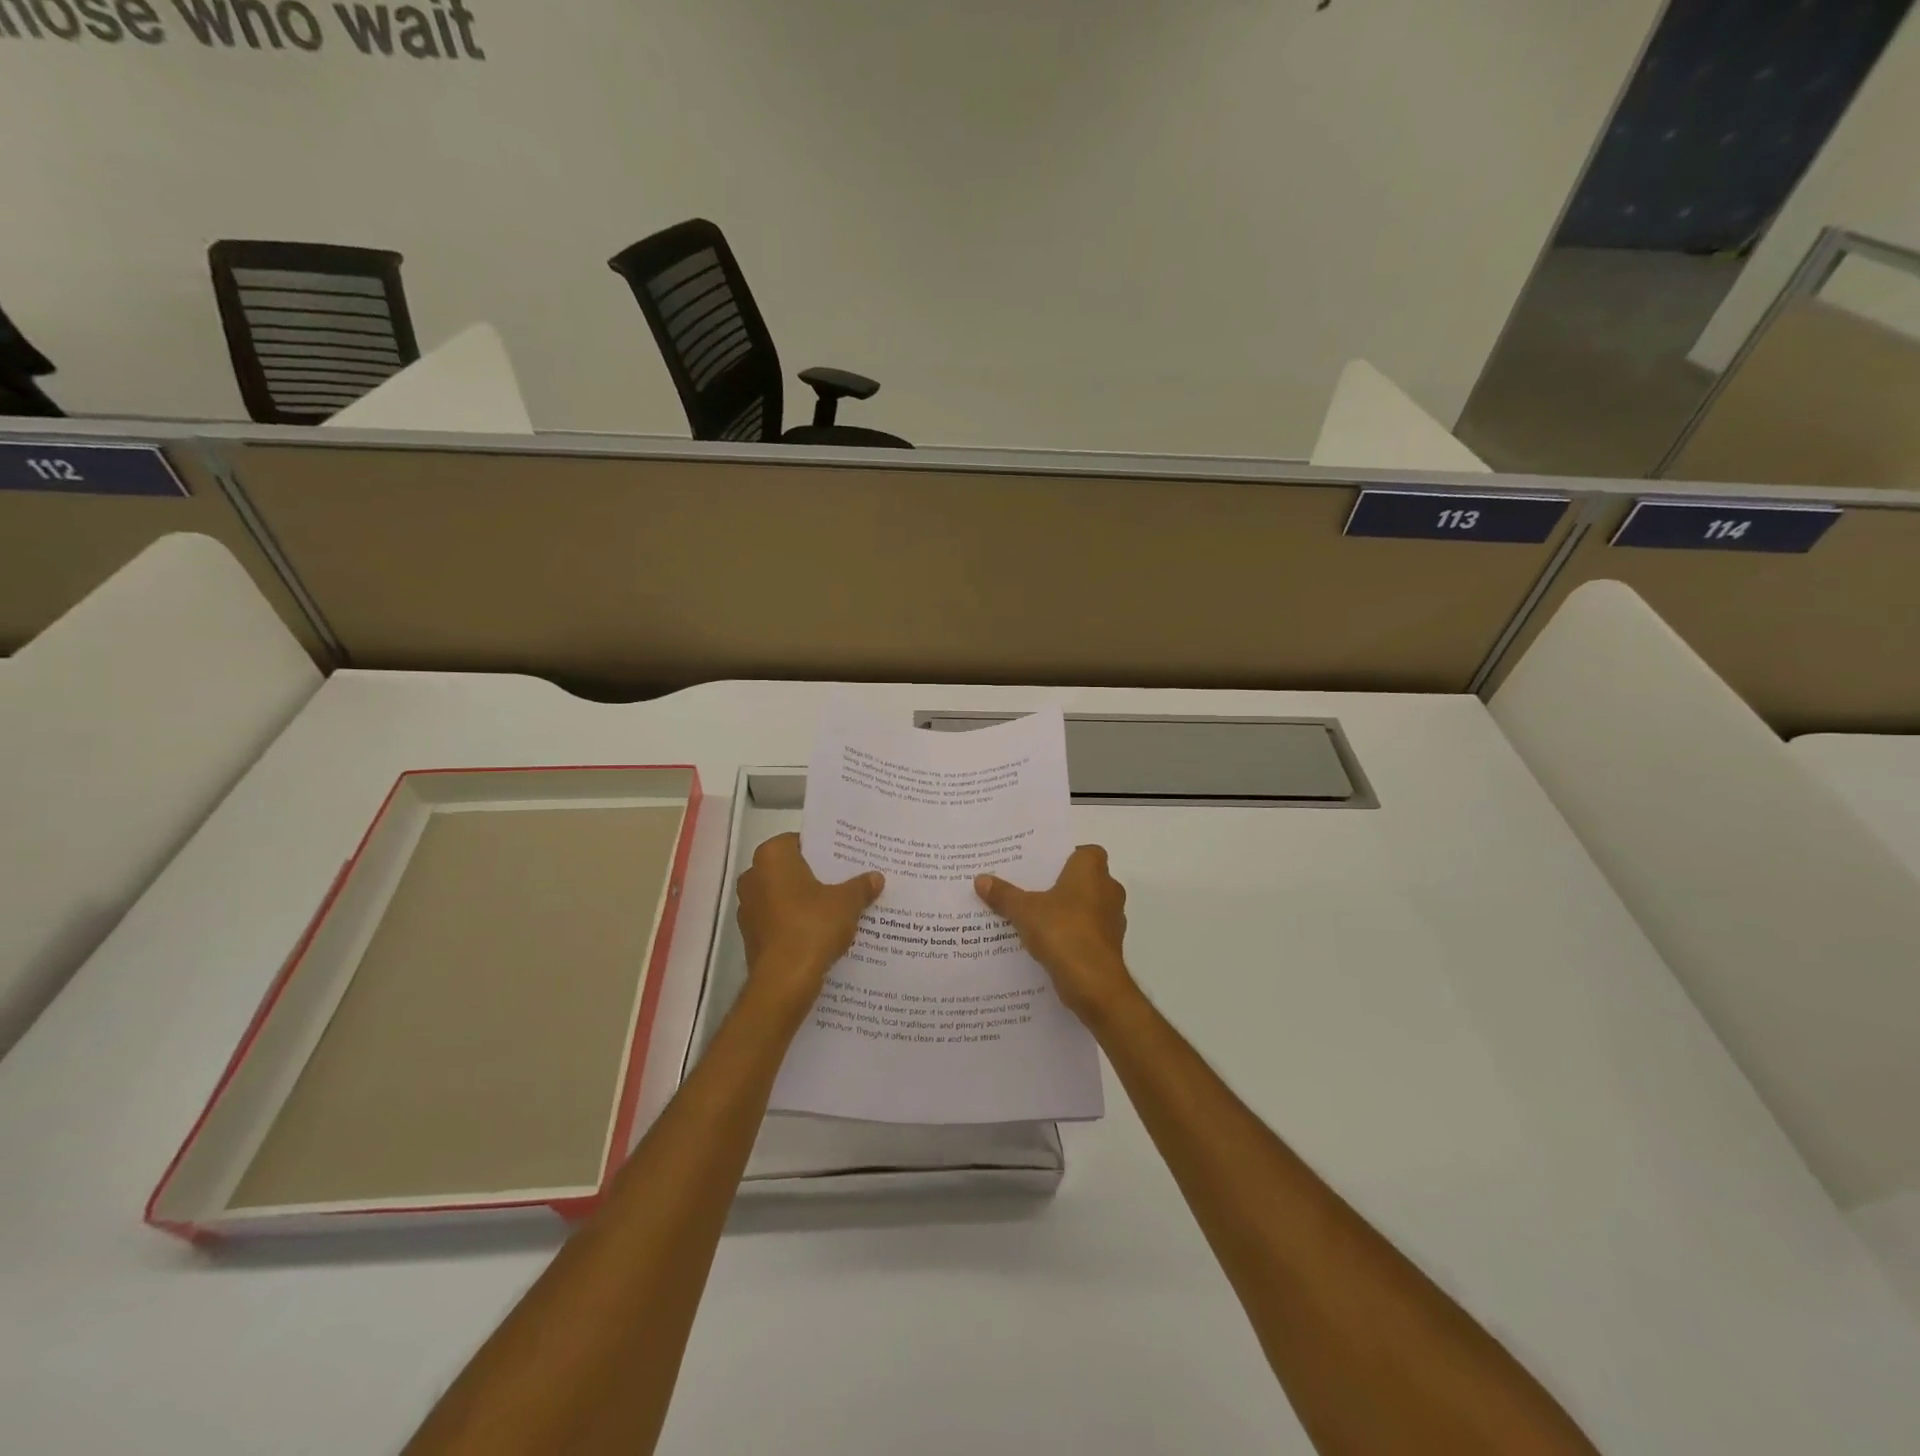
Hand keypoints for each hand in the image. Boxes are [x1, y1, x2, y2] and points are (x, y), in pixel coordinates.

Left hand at [736, 833, 882, 1005]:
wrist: (784, 982)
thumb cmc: (812, 927)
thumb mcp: (847, 903)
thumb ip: (861, 886)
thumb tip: (876, 877)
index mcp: (771, 857)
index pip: (799, 841)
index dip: (823, 849)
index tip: (844, 858)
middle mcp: (753, 876)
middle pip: (791, 869)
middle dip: (816, 875)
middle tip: (846, 879)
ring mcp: (748, 908)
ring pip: (784, 895)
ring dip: (806, 900)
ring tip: (839, 906)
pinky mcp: (751, 935)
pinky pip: (780, 920)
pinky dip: (797, 922)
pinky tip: (822, 931)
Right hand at [975, 846, 1135, 1024]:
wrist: (1093, 982)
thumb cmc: (1062, 930)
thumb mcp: (1024, 910)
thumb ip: (1004, 894)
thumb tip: (980, 879)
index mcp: (1092, 870)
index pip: (1085, 852)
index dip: (1066, 856)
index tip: (1042, 866)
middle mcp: (1109, 889)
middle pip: (1084, 879)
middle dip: (1061, 884)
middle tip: (1031, 888)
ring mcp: (1112, 919)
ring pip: (1087, 907)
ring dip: (1067, 911)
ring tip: (1034, 916)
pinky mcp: (1109, 945)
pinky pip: (1087, 931)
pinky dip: (1072, 934)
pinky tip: (1047, 942)